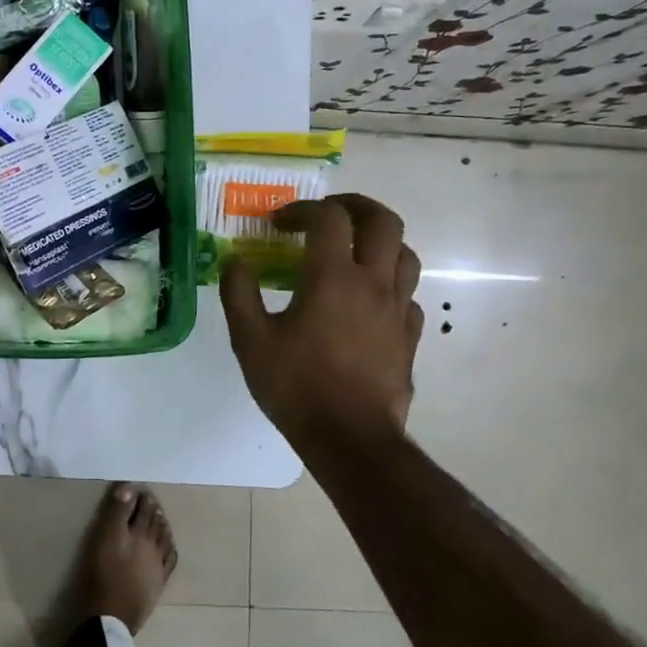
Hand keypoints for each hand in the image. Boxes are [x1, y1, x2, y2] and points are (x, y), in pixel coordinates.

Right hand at [219, 194, 424, 456]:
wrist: (351, 440)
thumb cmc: (297, 386)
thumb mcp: (250, 340)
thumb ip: (239, 293)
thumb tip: (236, 261)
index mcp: (333, 277)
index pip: (328, 218)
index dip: (302, 209)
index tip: (279, 224)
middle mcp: (373, 283)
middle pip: (383, 221)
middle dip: (354, 207)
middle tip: (328, 215)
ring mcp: (398, 309)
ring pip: (405, 254)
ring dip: (378, 241)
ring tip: (352, 251)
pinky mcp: (409, 336)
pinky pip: (408, 295)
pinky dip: (389, 284)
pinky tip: (368, 300)